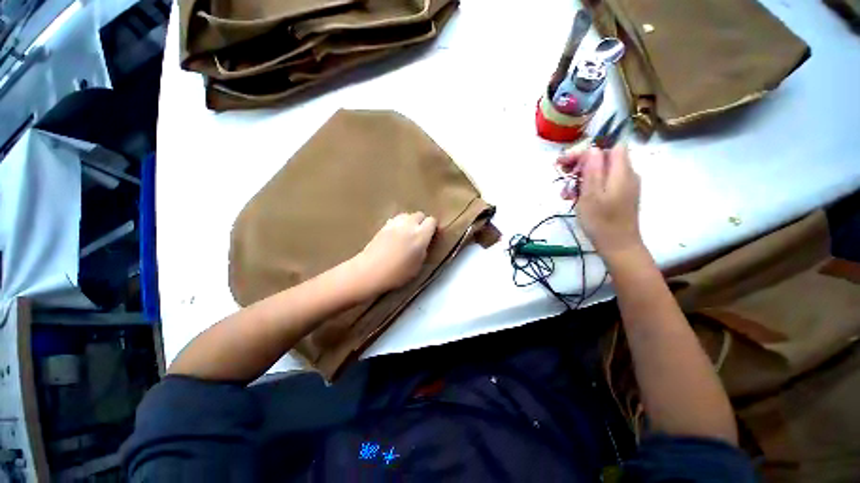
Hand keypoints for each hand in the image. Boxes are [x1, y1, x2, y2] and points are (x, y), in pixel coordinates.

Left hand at [355, 212, 437, 294]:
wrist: (370, 271)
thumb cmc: (397, 274)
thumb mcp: (418, 265)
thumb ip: (423, 250)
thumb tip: (424, 243)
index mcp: (420, 236)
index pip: (432, 221)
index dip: (433, 227)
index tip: (431, 235)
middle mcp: (409, 226)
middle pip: (420, 214)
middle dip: (422, 222)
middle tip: (420, 234)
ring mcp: (395, 224)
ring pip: (407, 215)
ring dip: (410, 221)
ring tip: (408, 232)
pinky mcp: (383, 226)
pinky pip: (396, 219)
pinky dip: (399, 223)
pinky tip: (396, 234)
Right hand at [557, 145, 643, 259]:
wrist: (618, 246)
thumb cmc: (601, 221)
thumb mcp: (591, 194)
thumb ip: (593, 169)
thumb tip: (592, 149)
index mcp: (622, 172)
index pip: (609, 146)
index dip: (588, 150)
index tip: (568, 161)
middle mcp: (626, 175)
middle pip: (604, 158)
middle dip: (581, 164)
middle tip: (562, 174)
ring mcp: (624, 186)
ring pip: (601, 172)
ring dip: (580, 178)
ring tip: (565, 193)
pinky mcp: (619, 196)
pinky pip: (603, 184)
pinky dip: (587, 187)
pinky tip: (574, 198)